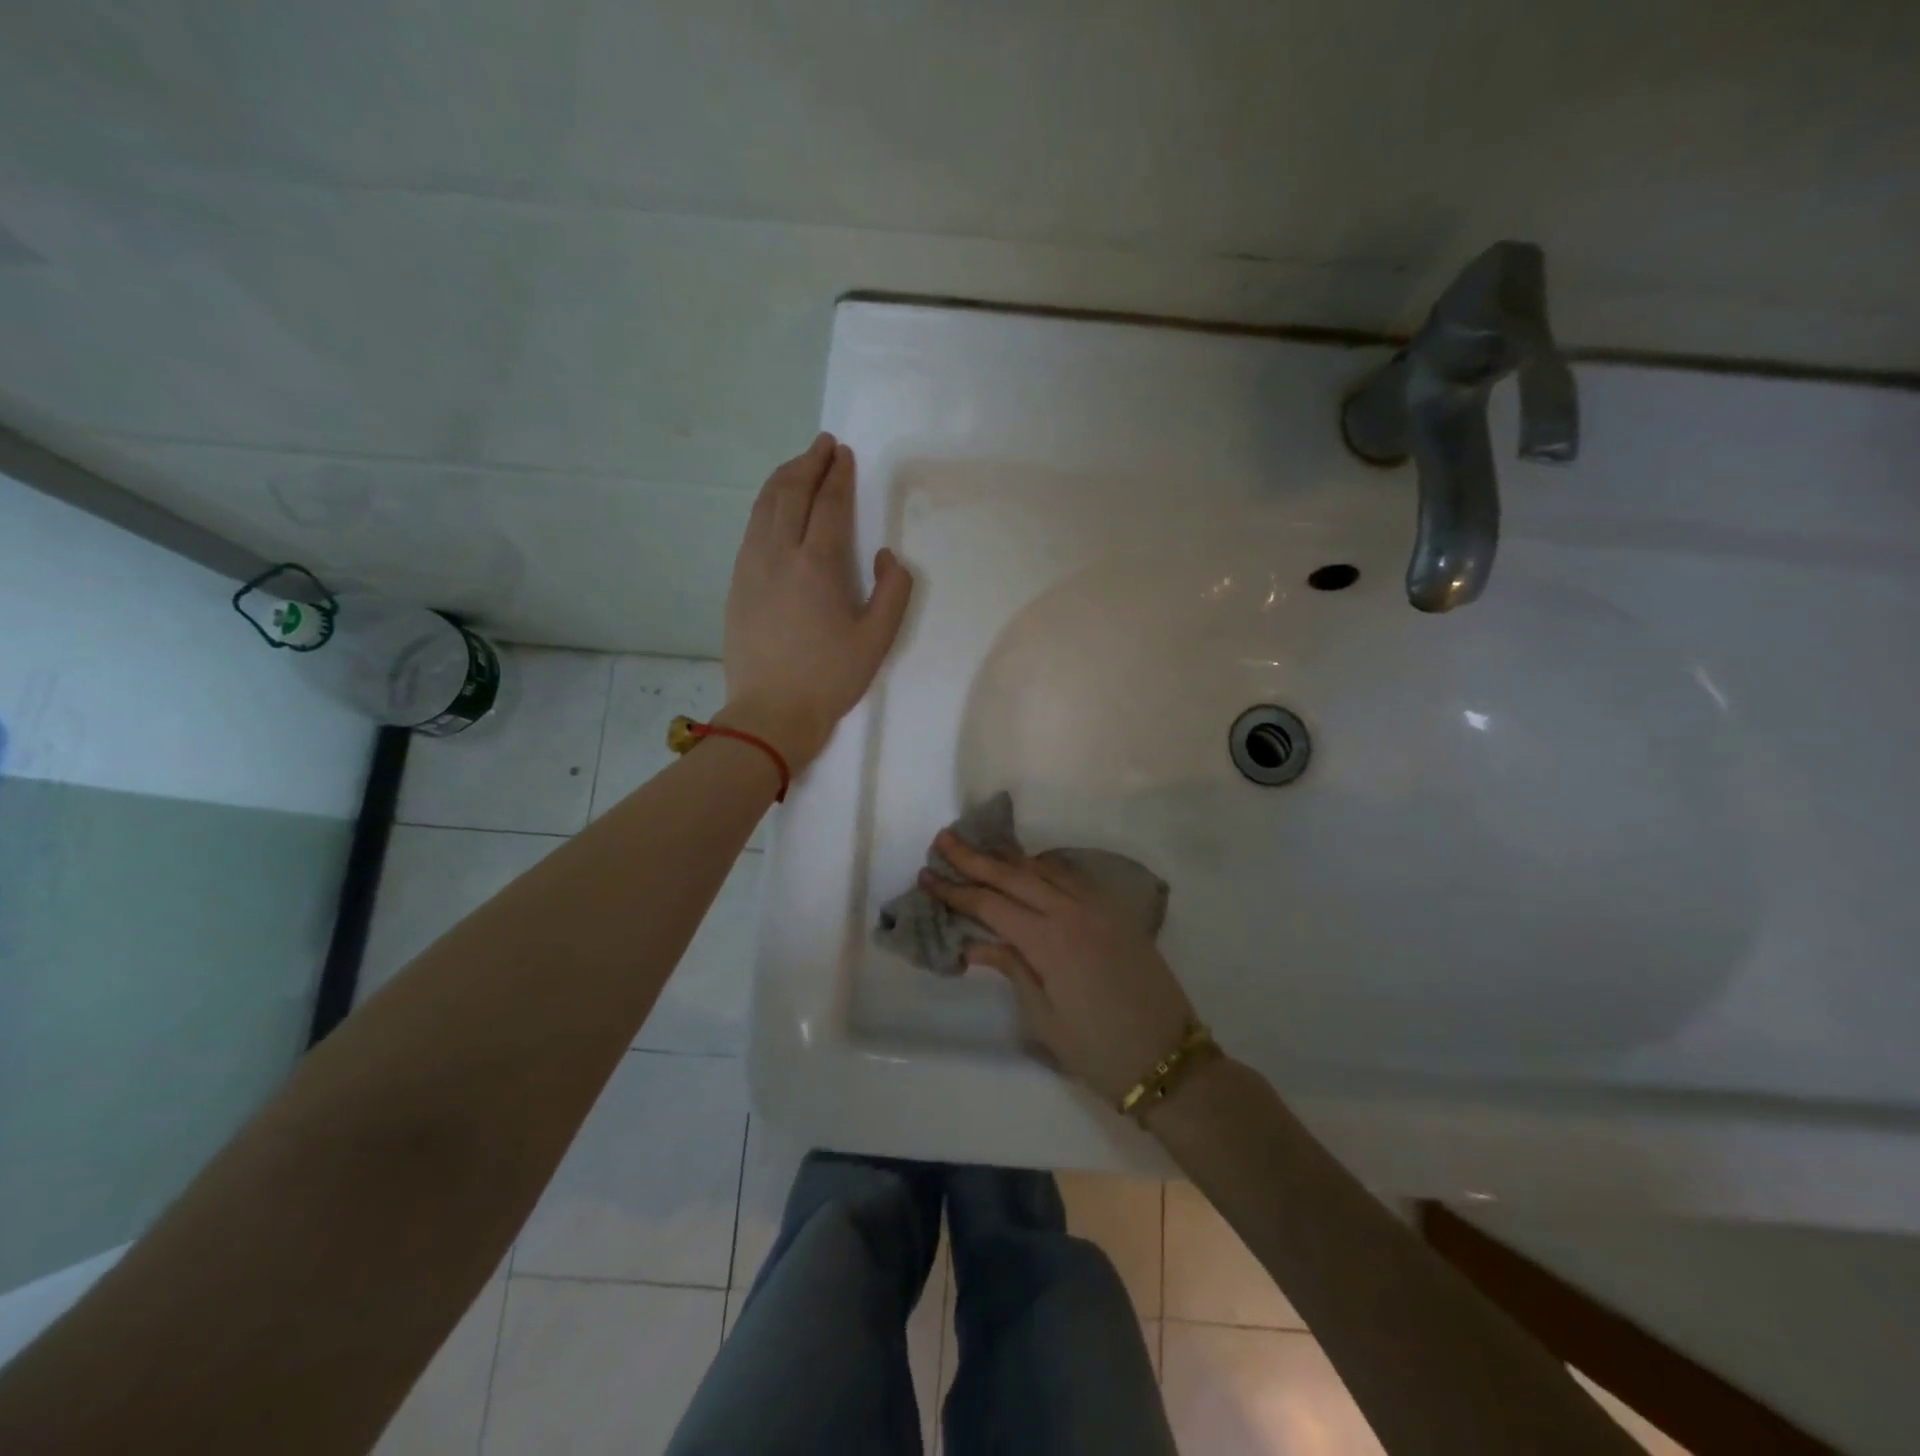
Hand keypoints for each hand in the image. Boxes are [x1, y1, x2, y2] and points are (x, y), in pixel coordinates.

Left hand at [721, 434, 912, 768]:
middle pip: (791, 493)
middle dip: (808, 463)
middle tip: (823, 445)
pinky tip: (774, 505)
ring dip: (784, 478)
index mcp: (818, 565)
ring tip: (800, 463)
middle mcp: (779, 554)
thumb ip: (893, 590)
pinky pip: (752, 527)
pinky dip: (766, 504)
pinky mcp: (737, 582)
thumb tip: (886, 556)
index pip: (828, 504)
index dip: (838, 475)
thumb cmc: (830, 678)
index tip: (844, 454)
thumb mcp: (878, 640)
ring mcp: (751, 566)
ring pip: (764, 505)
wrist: (771, 712)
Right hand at [920, 833, 1196, 1104]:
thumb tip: (975, 944)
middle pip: (1014, 876)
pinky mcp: (1116, 913)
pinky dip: (1045, 868)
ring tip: (980, 849)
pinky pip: (1072, 878)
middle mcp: (1072, 912)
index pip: (991, 906)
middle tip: (944, 839)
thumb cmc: (1098, 1050)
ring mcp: (1098, 908)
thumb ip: (1011, 969)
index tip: (927, 876)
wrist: (1169, 1060)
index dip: (956, 891)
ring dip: (1009, 859)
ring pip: (1045, 870)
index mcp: (1049, 941)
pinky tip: (1031, 869)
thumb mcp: (1045, 1018)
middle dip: (975, 858)